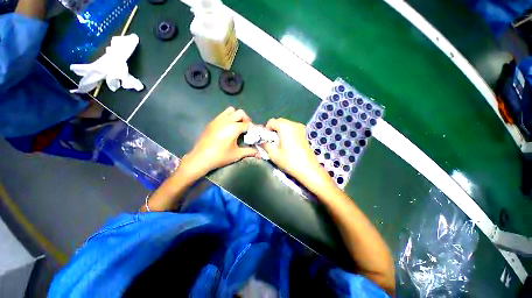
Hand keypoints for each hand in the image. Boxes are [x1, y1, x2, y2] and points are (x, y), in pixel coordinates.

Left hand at [180, 107, 257, 177]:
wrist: (201, 158)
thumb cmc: (221, 156)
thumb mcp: (237, 154)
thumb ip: (249, 152)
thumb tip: (259, 154)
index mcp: (234, 127)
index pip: (247, 124)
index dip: (252, 129)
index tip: (253, 134)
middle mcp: (226, 120)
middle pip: (240, 112)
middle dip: (246, 119)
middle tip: (246, 128)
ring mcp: (218, 120)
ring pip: (230, 110)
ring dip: (236, 116)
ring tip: (237, 126)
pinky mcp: (212, 122)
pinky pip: (222, 114)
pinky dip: (228, 118)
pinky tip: (227, 128)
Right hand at [262, 118, 329, 186]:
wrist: (308, 169)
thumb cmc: (289, 161)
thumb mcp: (273, 154)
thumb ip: (265, 144)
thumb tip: (261, 141)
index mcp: (285, 126)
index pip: (271, 121)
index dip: (266, 130)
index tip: (266, 139)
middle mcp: (294, 124)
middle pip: (279, 122)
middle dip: (273, 130)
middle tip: (272, 142)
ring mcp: (301, 128)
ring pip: (286, 125)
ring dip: (280, 131)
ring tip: (280, 143)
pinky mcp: (304, 133)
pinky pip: (292, 129)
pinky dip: (287, 133)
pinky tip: (288, 144)